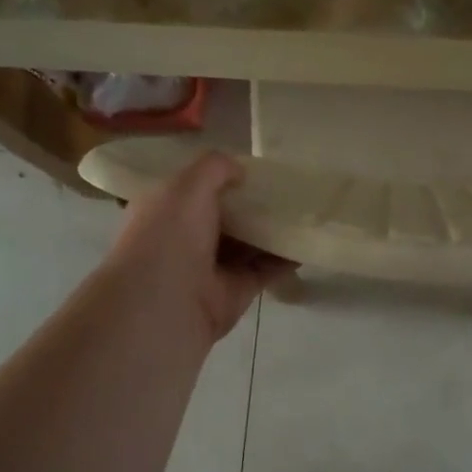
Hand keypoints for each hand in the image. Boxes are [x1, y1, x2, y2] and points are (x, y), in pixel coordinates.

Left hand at [102, 151, 293, 345]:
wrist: (165, 304)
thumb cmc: (169, 236)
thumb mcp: (187, 185)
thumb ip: (215, 168)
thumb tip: (241, 171)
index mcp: (166, 210)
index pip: (195, 189)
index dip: (222, 178)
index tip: (254, 167)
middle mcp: (186, 238)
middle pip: (226, 216)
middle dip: (253, 203)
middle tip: (288, 187)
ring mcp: (212, 267)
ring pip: (248, 243)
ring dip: (273, 230)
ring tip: (304, 210)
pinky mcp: (236, 291)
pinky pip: (265, 269)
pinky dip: (285, 258)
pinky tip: (306, 242)